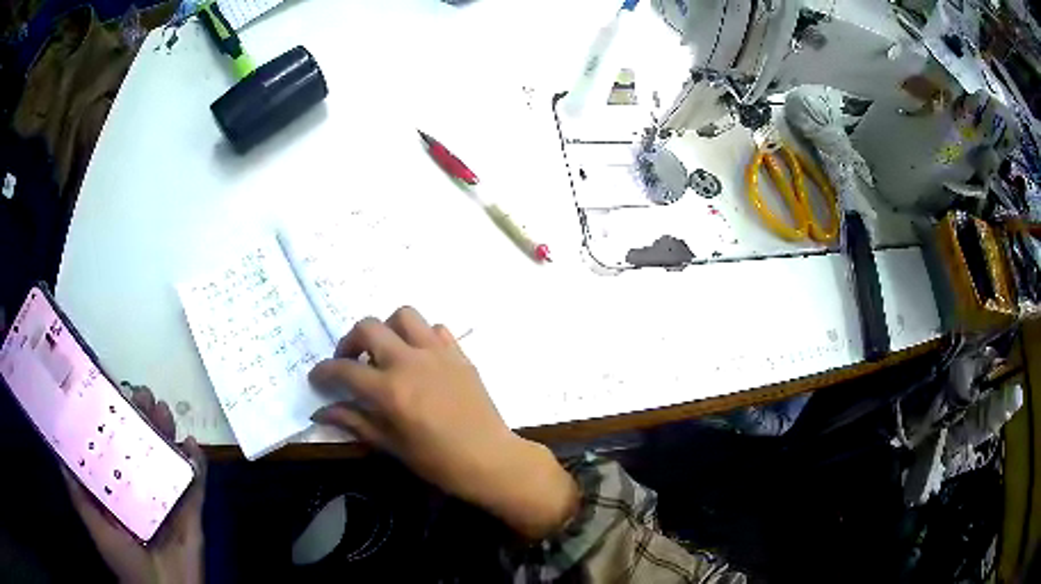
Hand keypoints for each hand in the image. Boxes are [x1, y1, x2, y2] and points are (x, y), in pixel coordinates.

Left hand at [63, 386, 205, 583]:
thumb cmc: (125, 560)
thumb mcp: (96, 526)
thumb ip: (79, 495)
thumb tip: (59, 454)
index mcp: (119, 487)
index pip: (115, 445)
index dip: (114, 418)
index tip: (113, 392)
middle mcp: (142, 485)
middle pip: (143, 445)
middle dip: (143, 418)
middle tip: (142, 395)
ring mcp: (168, 497)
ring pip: (167, 457)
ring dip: (167, 432)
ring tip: (163, 411)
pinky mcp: (191, 510)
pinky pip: (195, 483)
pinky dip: (196, 463)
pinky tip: (191, 445)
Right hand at [309, 307, 577, 538]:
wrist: (490, 459)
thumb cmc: (438, 462)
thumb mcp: (391, 446)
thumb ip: (355, 422)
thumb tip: (320, 411)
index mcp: (390, 390)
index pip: (344, 370)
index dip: (324, 372)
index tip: (318, 377)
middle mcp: (410, 362)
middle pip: (368, 327)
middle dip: (350, 341)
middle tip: (350, 362)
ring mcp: (438, 353)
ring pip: (404, 315)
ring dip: (387, 329)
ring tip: (385, 353)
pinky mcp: (459, 354)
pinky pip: (435, 329)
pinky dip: (420, 336)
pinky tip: (419, 358)